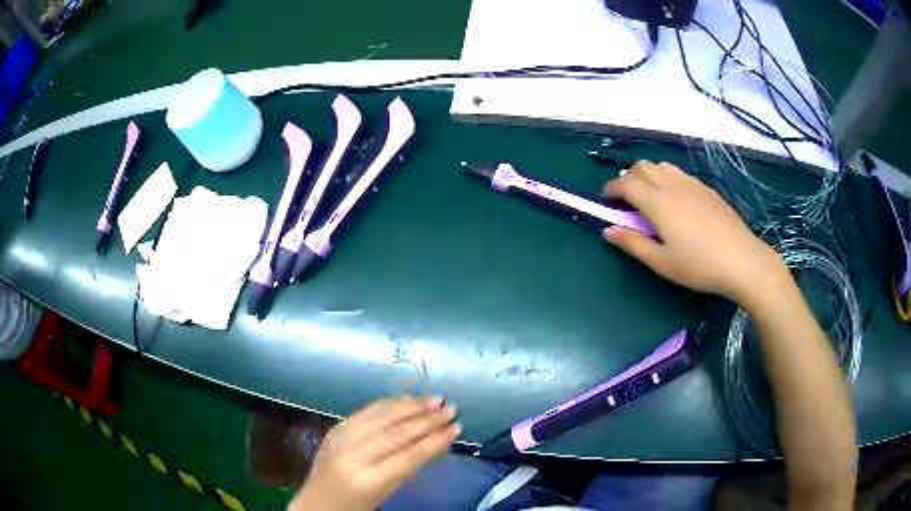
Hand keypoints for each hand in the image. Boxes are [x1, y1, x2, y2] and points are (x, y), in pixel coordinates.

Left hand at [289, 397, 460, 510]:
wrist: (316, 503)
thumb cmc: (355, 506)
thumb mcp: (385, 493)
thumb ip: (407, 468)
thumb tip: (434, 441)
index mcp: (368, 479)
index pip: (409, 455)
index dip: (435, 440)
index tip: (456, 428)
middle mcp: (353, 454)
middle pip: (397, 432)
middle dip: (428, 419)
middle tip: (451, 409)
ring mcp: (341, 438)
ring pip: (382, 416)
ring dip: (412, 406)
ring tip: (435, 400)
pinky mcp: (335, 429)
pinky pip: (366, 412)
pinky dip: (389, 405)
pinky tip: (406, 401)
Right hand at [602, 161, 787, 306]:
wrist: (742, 260)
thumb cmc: (699, 266)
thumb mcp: (661, 262)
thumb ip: (633, 243)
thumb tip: (607, 230)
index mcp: (658, 202)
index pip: (626, 183)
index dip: (611, 188)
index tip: (606, 199)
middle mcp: (672, 184)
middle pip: (642, 167)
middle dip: (627, 177)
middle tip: (625, 199)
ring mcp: (692, 184)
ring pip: (662, 166)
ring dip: (648, 174)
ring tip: (649, 197)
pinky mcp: (706, 189)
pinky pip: (679, 174)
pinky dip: (666, 178)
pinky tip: (675, 201)